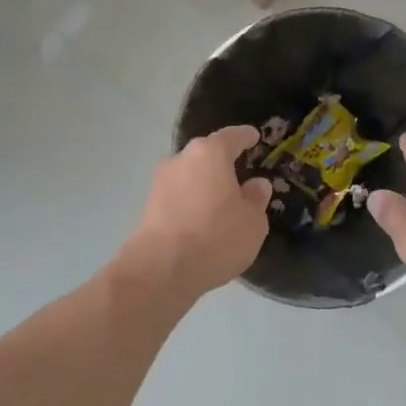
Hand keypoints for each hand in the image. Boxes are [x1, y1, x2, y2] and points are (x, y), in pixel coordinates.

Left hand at [120, 126, 271, 297]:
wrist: (161, 269)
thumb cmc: (216, 237)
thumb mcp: (252, 222)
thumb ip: (256, 199)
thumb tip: (256, 185)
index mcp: (210, 153)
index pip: (232, 137)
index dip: (245, 137)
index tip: (254, 137)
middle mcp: (181, 159)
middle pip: (206, 155)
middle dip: (223, 163)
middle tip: (241, 175)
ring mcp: (161, 181)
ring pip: (190, 176)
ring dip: (205, 185)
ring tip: (222, 203)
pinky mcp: (149, 205)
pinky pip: (179, 196)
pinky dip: (192, 202)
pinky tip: (203, 219)